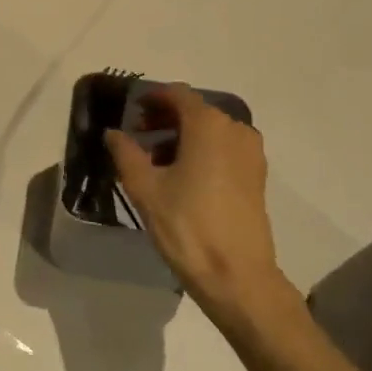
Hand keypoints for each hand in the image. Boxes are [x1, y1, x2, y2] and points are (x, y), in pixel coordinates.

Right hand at [105, 84, 286, 320]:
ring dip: (183, 137)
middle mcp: (235, 129)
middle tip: (138, 138)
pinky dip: (202, 152)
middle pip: (195, 111)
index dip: (152, 99)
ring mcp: (251, 153)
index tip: (131, 114)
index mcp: (208, 125)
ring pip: (211, 131)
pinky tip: (182, 177)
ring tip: (156, 162)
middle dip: (165, 119)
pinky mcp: (257, 176)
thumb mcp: (145, 188)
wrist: (237, 276)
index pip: (177, 94)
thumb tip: (114, 133)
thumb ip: (126, 153)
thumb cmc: (187, 226)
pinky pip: (225, 149)